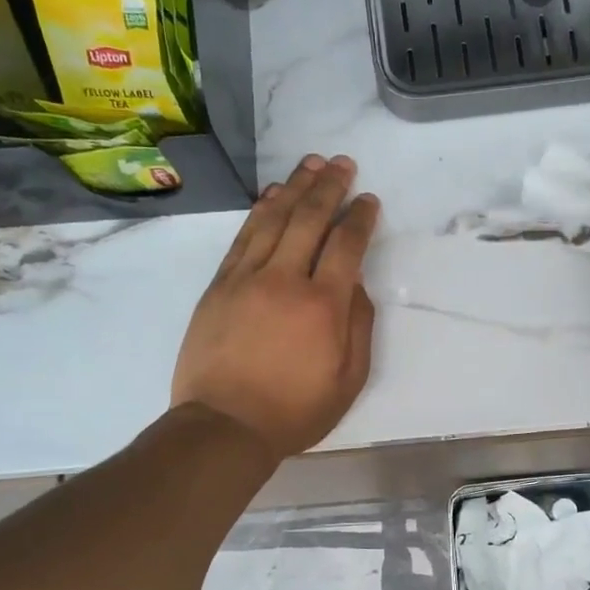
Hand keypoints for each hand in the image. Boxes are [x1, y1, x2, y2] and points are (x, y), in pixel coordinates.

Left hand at [173, 155, 380, 459]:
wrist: (224, 425)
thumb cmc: (295, 411)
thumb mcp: (348, 381)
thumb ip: (358, 327)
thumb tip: (356, 284)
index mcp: (323, 305)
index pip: (346, 245)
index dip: (360, 218)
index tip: (369, 200)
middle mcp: (285, 280)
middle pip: (310, 219)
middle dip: (329, 186)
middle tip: (343, 164)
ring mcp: (246, 278)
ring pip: (274, 219)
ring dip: (295, 187)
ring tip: (311, 164)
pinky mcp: (220, 286)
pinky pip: (243, 237)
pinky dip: (260, 211)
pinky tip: (272, 196)